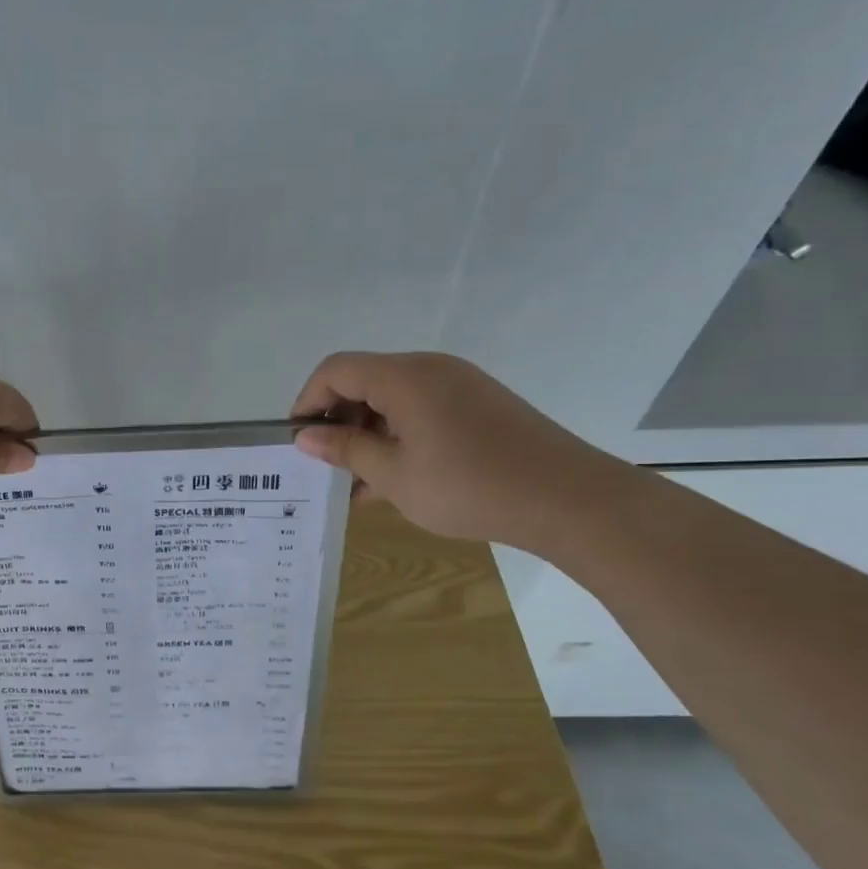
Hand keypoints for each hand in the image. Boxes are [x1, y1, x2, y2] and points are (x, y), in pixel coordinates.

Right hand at [290, 351, 634, 550]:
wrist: (570, 500)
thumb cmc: (470, 487)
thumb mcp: (394, 475)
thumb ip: (346, 450)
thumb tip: (305, 436)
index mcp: (404, 377)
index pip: (336, 370)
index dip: (308, 400)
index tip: (297, 440)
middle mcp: (430, 369)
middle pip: (365, 380)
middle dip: (338, 419)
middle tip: (328, 465)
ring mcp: (459, 384)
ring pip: (393, 398)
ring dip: (368, 432)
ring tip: (359, 482)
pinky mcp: (479, 404)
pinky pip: (422, 410)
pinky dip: (399, 435)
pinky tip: (396, 477)